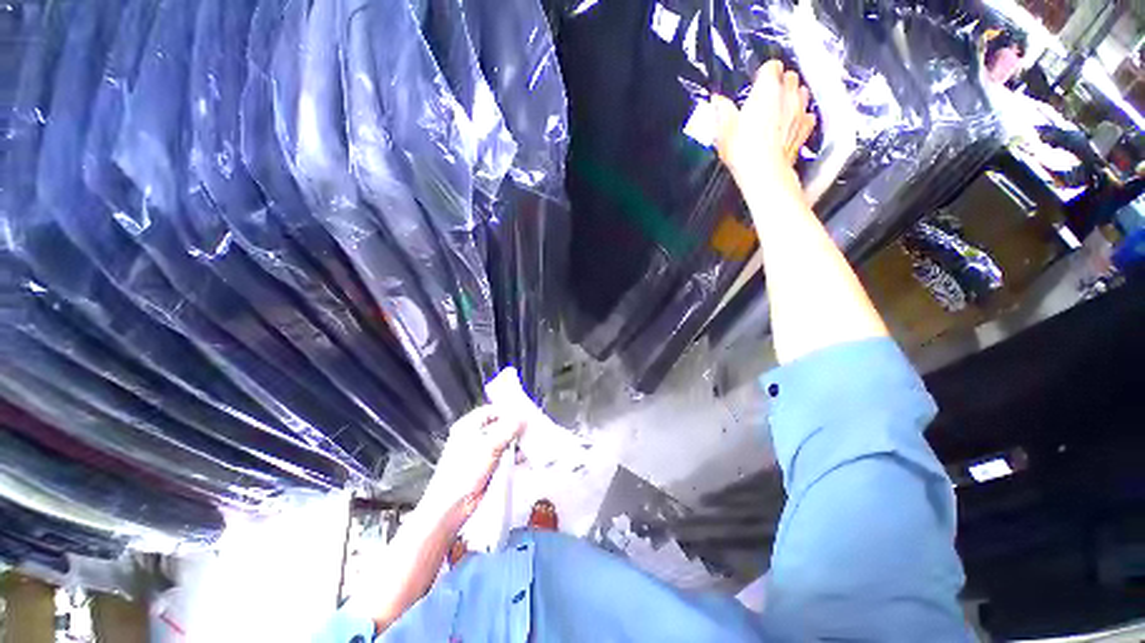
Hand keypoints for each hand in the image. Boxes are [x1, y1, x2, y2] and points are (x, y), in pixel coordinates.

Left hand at [419, 405, 523, 528]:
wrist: (452, 507)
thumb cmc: (463, 473)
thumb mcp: (488, 447)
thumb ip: (507, 430)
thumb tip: (522, 418)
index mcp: (468, 426)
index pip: (492, 410)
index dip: (508, 411)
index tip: (524, 414)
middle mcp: (474, 435)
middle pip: (500, 424)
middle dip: (515, 427)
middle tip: (531, 427)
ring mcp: (481, 451)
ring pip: (504, 440)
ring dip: (516, 441)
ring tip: (531, 441)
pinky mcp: (487, 465)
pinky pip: (504, 454)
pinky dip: (514, 454)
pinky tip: (524, 456)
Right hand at [712, 60, 816, 197]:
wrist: (765, 173)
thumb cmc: (743, 151)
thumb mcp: (724, 130)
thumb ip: (723, 112)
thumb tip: (717, 103)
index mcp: (766, 89)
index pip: (771, 66)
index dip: (764, 73)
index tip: (757, 82)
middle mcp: (787, 95)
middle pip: (790, 76)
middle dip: (781, 82)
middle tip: (768, 95)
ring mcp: (800, 112)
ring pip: (803, 92)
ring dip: (794, 96)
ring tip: (781, 108)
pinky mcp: (805, 129)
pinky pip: (808, 116)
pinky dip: (802, 117)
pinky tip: (792, 124)